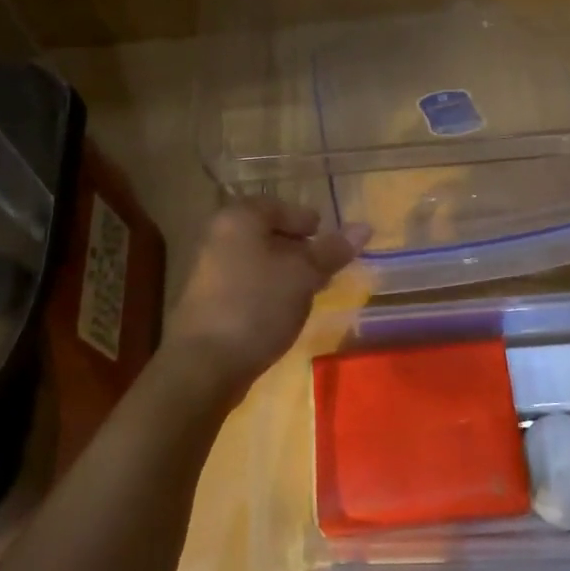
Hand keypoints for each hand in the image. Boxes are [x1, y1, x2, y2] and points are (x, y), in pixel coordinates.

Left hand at [165, 199, 367, 391]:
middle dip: (300, 248)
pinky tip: (288, 310)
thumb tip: (364, 227)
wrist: (205, 363)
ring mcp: (211, 271)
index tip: (331, 243)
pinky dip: (270, 290)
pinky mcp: (210, 302)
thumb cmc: (257, 305)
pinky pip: (248, 284)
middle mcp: (220, 237)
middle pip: (267, 233)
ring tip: (313, 290)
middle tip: (328, 267)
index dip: (307, 221)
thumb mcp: (303, 274)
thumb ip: (332, 250)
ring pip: (259, 261)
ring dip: (287, 272)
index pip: (279, 206)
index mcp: (239, 219)